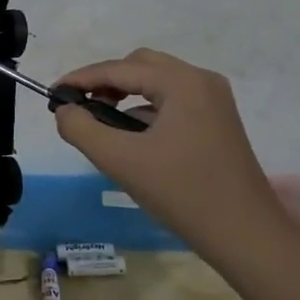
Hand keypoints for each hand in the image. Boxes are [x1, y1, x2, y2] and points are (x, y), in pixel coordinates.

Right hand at [51, 47, 284, 256]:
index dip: (81, 78)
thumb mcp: (121, 160)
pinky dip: (146, 108)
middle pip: (140, 65)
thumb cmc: (182, 193)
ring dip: (126, 94)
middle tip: (79, 107)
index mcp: (182, 82)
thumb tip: (65, 110)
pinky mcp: (218, 120)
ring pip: (157, 82)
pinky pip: (173, 100)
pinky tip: (132, 135)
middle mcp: (201, 80)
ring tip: (101, 121)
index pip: (119, 69)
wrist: (246, 234)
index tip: (52, 94)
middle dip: (105, 81)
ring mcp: (214, 100)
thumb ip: (82, 129)